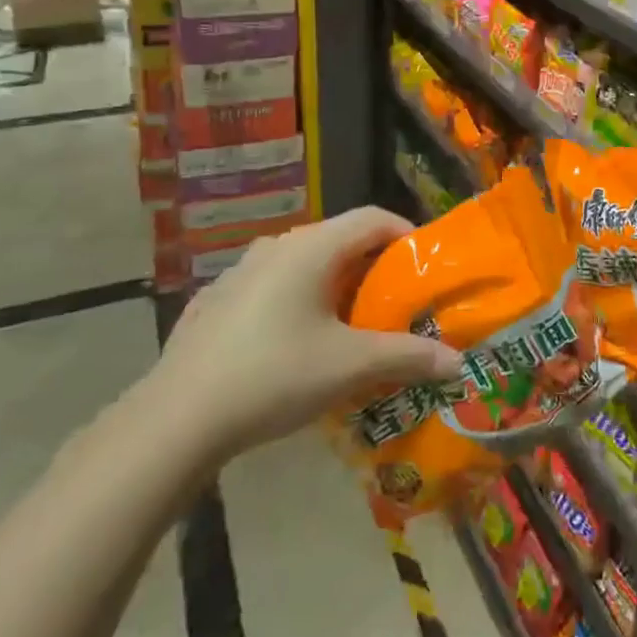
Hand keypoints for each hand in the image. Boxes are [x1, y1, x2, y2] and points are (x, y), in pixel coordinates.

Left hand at [149, 207, 463, 466]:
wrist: (178, 418)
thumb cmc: (275, 374)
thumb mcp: (350, 366)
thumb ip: (407, 357)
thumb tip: (457, 362)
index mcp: (311, 247)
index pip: (372, 218)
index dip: (406, 234)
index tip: (427, 266)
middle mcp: (276, 246)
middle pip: (338, 240)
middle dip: (372, 267)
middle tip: (395, 302)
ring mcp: (240, 272)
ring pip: (302, 265)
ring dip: (333, 285)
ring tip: (349, 324)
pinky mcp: (216, 301)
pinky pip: (271, 289)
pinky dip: (296, 303)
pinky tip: (293, 344)